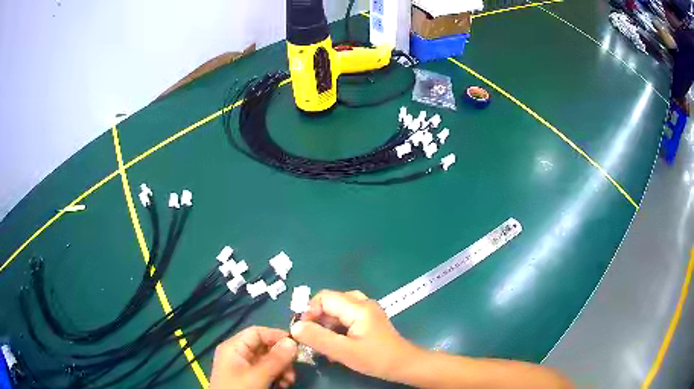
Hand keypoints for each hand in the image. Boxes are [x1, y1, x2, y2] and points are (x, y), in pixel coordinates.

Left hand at [210, 326, 297, 388]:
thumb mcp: (258, 376)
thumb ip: (275, 359)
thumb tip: (293, 342)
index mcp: (234, 347)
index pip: (257, 332)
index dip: (276, 335)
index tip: (297, 345)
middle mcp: (238, 354)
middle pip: (264, 347)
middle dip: (282, 358)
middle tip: (294, 369)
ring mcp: (243, 367)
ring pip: (268, 361)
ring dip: (282, 369)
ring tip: (289, 381)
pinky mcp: (249, 379)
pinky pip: (266, 372)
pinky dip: (277, 376)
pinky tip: (283, 385)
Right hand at [290, 290, 417, 380]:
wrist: (404, 365)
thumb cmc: (376, 358)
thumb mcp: (344, 351)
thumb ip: (318, 338)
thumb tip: (294, 327)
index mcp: (358, 307)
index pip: (324, 298)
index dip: (309, 311)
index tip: (303, 330)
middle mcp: (363, 303)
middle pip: (330, 303)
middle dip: (317, 319)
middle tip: (312, 338)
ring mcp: (367, 311)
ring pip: (337, 311)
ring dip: (326, 326)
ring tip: (323, 344)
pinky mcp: (369, 320)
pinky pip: (346, 317)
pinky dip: (336, 329)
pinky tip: (335, 345)